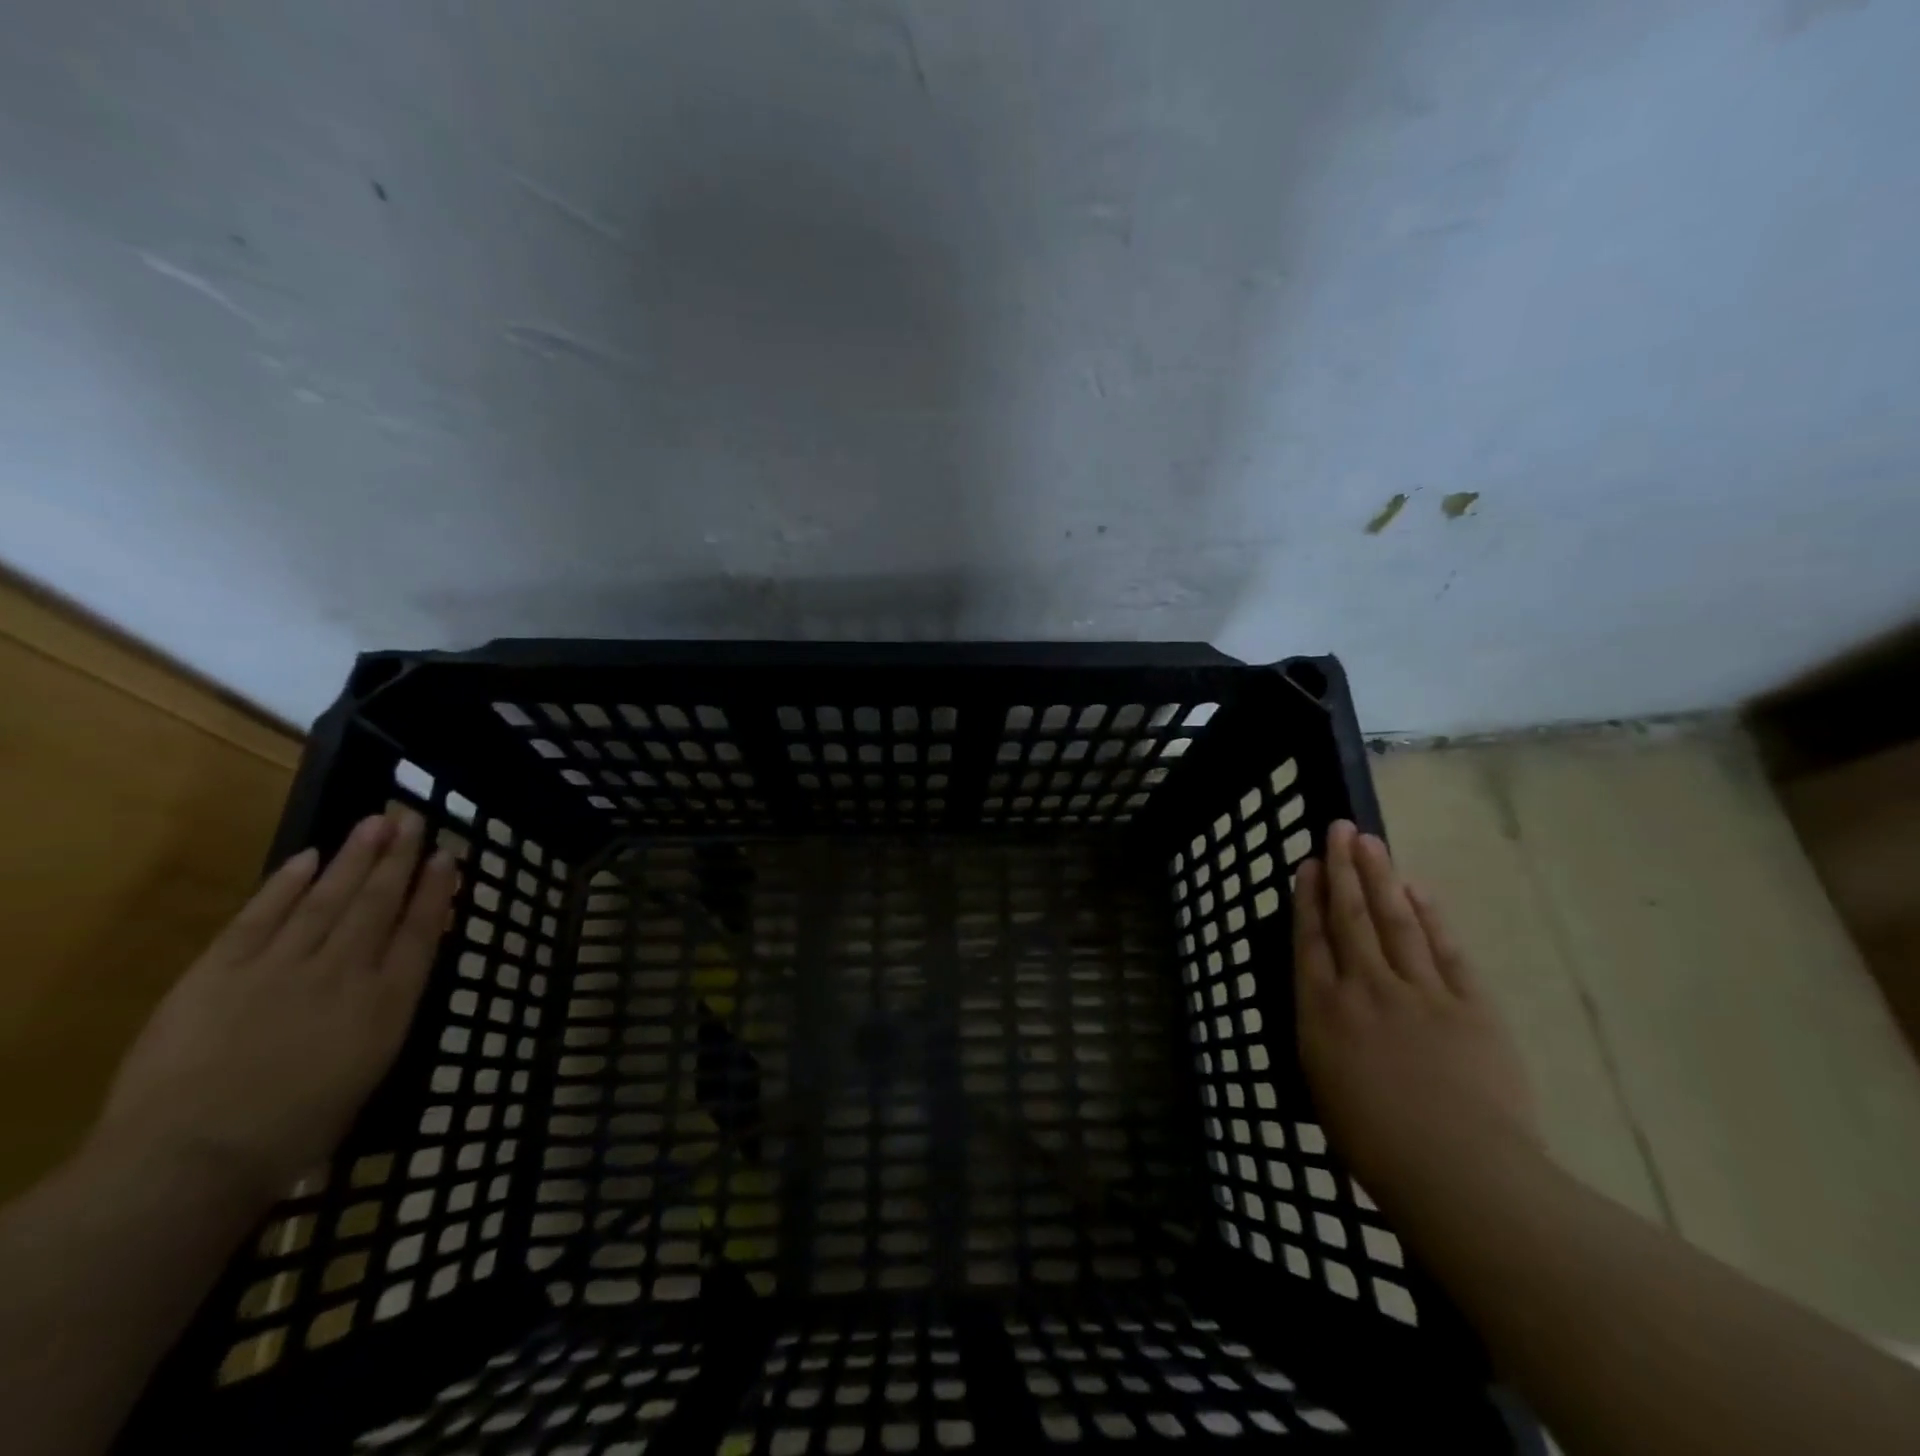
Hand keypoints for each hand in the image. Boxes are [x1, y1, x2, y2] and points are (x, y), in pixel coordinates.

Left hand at [93, 811, 458, 1206]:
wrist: (191, 1158)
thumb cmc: (295, 1130)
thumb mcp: (369, 1070)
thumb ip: (387, 1013)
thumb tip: (405, 970)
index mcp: (385, 1002)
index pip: (419, 931)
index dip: (435, 890)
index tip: (447, 856)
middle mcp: (343, 970)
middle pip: (377, 903)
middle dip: (398, 858)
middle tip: (412, 818)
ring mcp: (280, 965)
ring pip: (326, 898)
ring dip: (353, 858)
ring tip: (374, 822)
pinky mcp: (219, 971)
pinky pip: (259, 916)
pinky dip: (284, 884)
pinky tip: (307, 858)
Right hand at [1293, 819, 1541, 1210]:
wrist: (1461, 1174)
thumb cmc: (1376, 1145)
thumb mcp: (1323, 1086)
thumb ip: (1323, 1035)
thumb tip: (1327, 1004)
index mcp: (1323, 1011)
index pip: (1310, 940)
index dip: (1307, 898)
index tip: (1307, 864)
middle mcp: (1365, 988)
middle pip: (1351, 916)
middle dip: (1342, 869)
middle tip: (1339, 828)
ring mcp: (1420, 992)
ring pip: (1395, 921)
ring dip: (1380, 878)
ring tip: (1370, 842)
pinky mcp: (1471, 1005)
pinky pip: (1447, 950)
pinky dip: (1432, 917)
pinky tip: (1420, 891)